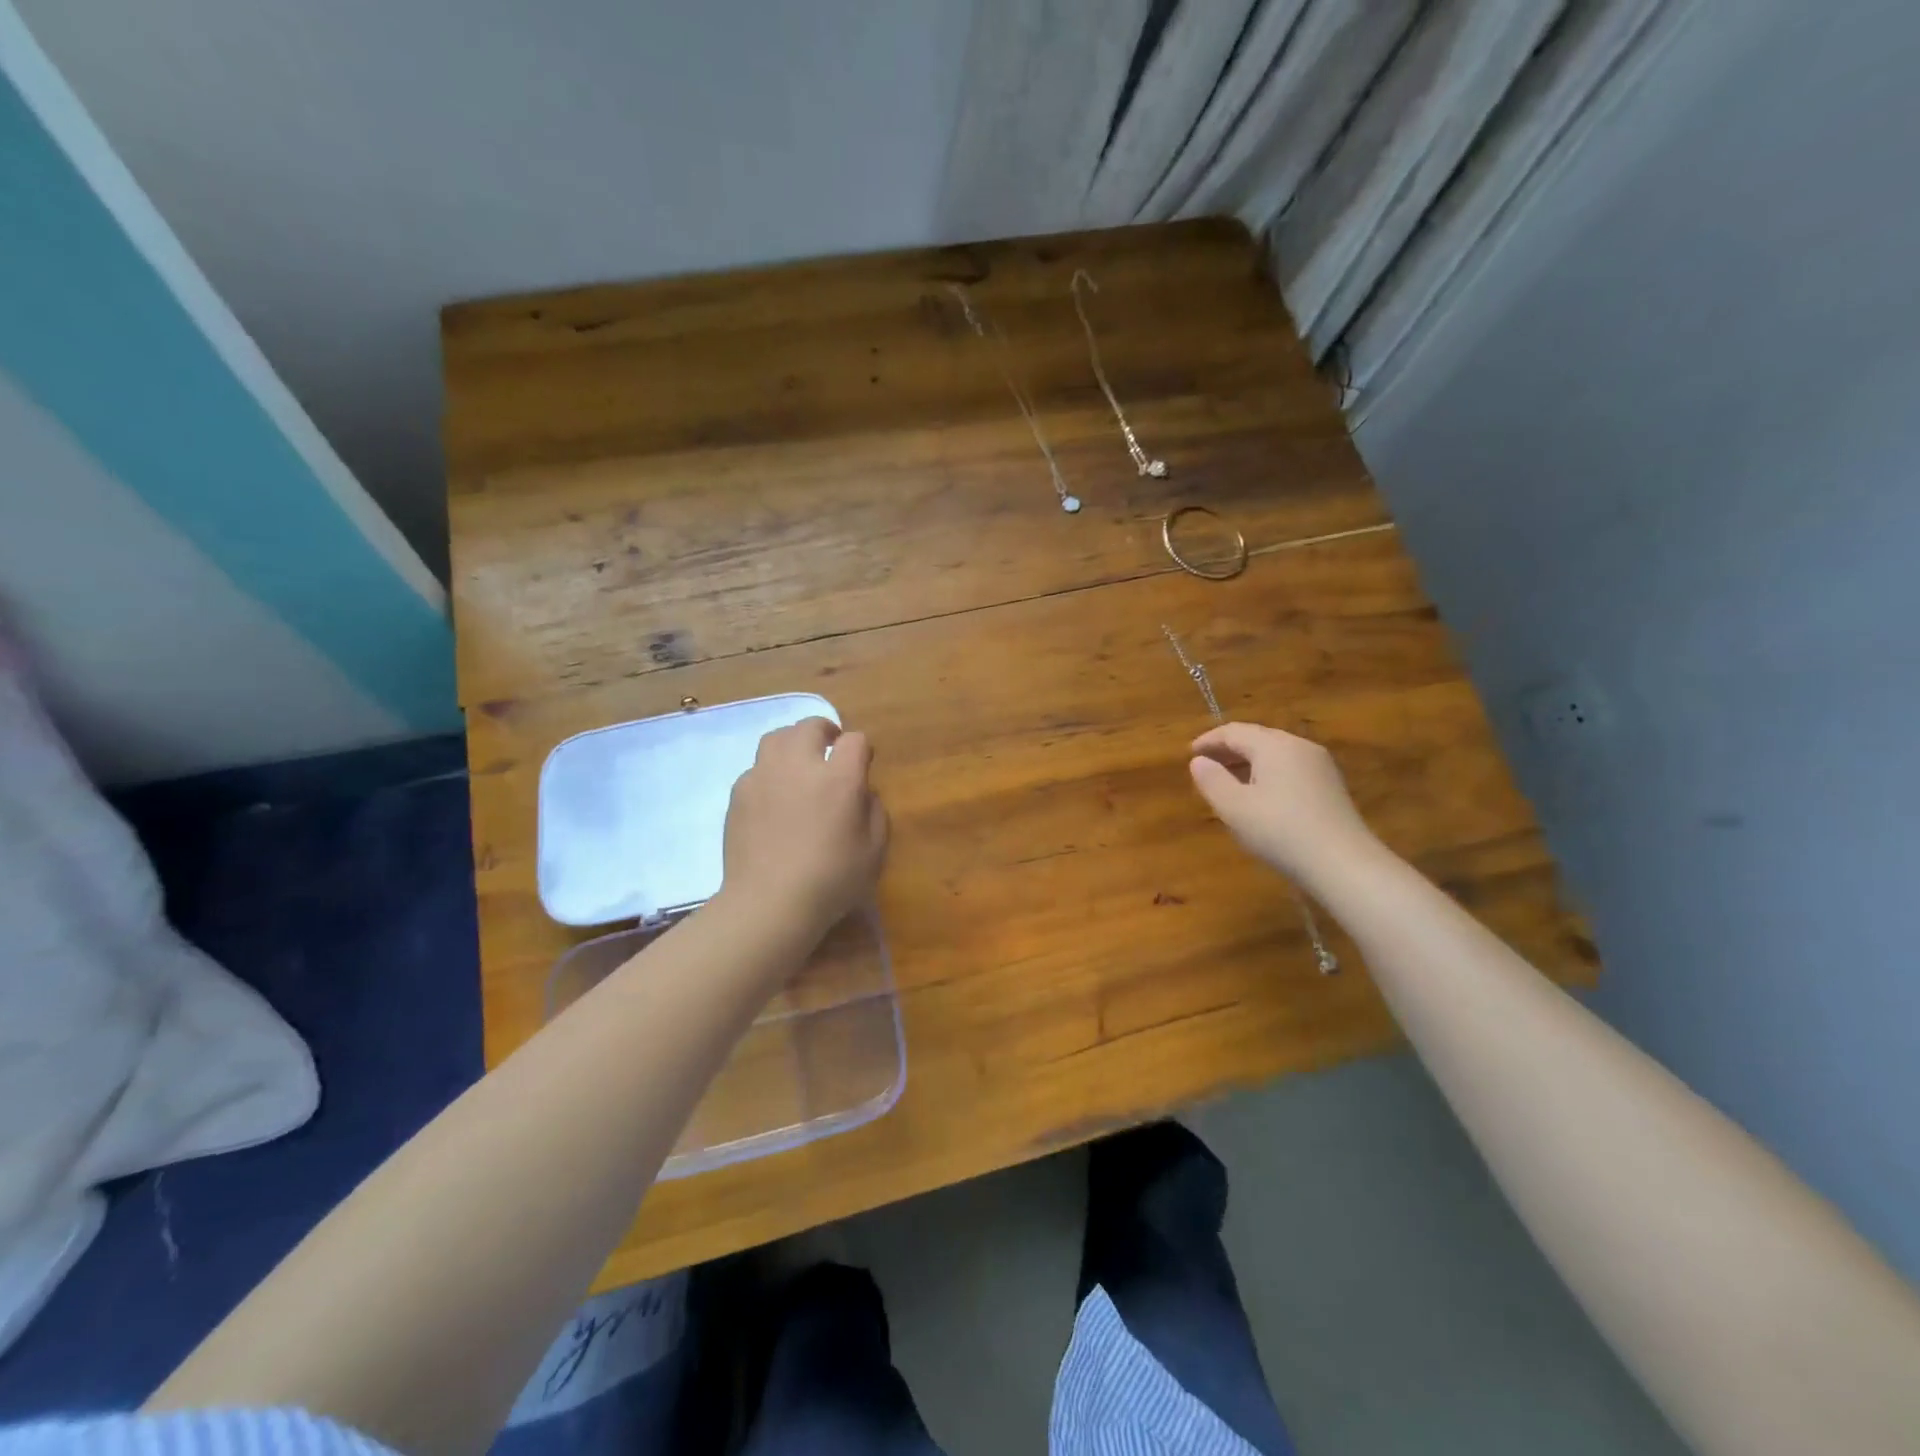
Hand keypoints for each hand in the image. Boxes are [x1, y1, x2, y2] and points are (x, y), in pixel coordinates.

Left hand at [720, 717, 888, 940]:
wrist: (769, 903)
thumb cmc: (831, 880)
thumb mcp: (874, 851)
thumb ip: (874, 811)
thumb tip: (863, 793)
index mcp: (839, 778)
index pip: (854, 740)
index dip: (861, 748)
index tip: (862, 763)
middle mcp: (800, 766)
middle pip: (810, 726)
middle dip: (825, 731)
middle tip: (830, 748)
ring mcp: (764, 776)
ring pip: (777, 738)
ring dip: (793, 743)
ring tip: (798, 763)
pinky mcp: (739, 793)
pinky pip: (756, 768)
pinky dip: (769, 772)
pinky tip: (774, 797)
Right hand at [1188, 722, 1377, 885]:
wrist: (1343, 864)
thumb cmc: (1280, 831)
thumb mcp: (1234, 808)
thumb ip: (1211, 780)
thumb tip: (1199, 761)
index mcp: (1274, 745)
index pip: (1233, 731)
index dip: (1208, 740)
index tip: (1189, 753)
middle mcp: (1299, 746)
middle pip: (1257, 738)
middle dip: (1228, 749)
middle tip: (1205, 766)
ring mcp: (1320, 766)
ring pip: (1275, 754)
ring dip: (1248, 763)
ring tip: (1228, 782)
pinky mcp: (1330, 787)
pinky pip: (1290, 769)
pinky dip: (1267, 774)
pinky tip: (1259, 797)